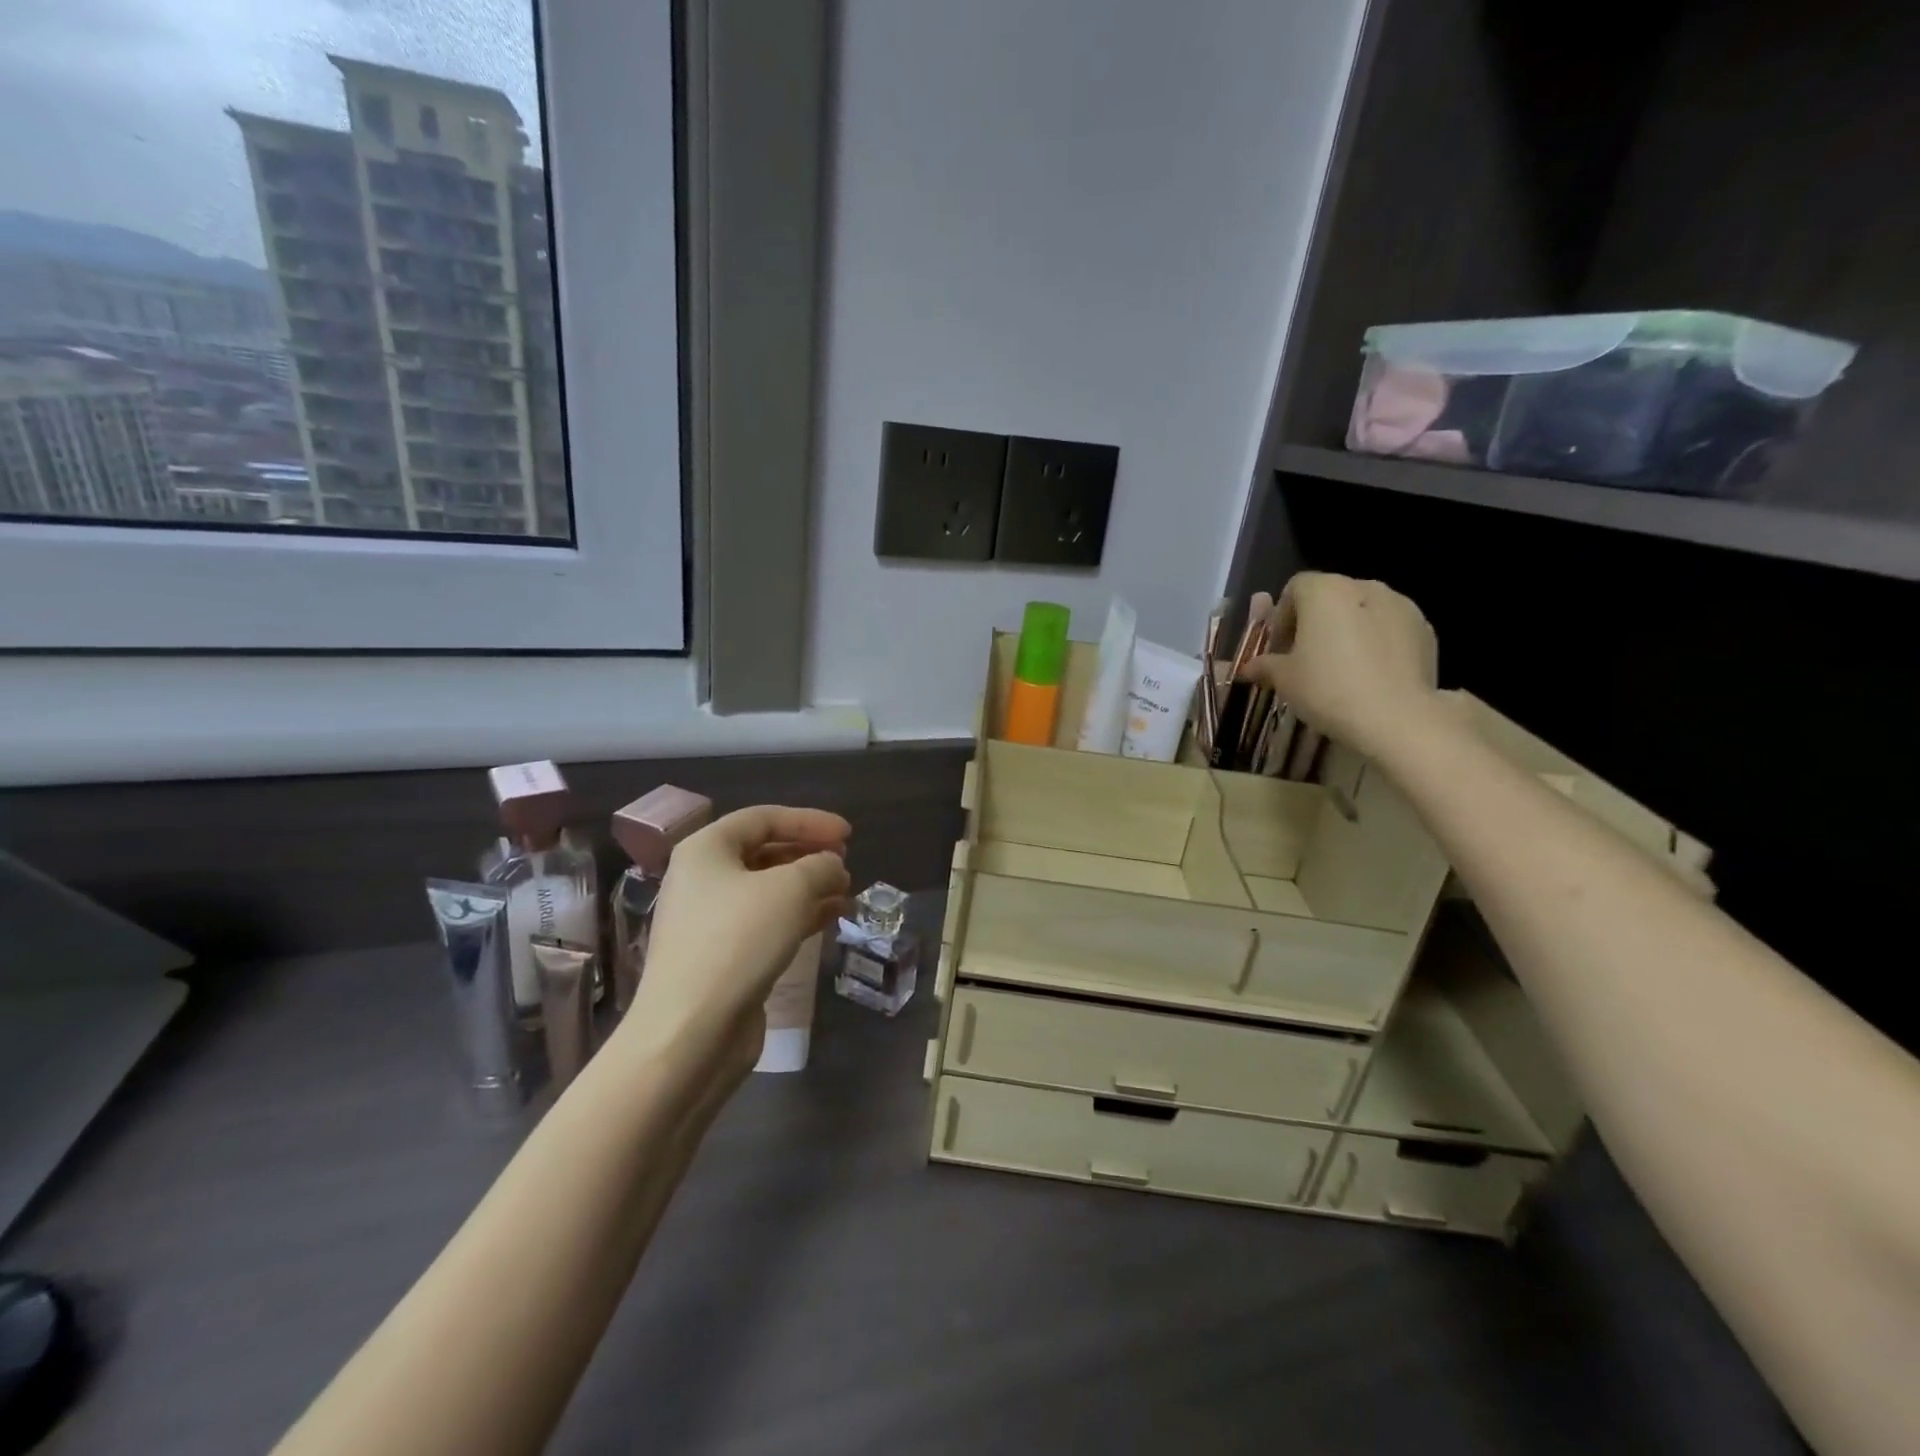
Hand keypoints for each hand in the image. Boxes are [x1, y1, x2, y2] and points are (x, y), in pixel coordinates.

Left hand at [621, 806, 850, 1059]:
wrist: (691, 1032)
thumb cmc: (738, 941)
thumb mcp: (790, 890)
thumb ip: (819, 866)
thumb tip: (833, 865)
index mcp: (705, 850)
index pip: (763, 818)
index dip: (810, 821)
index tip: (848, 834)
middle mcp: (702, 879)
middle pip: (763, 852)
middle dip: (808, 854)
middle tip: (845, 861)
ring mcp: (709, 921)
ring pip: (767, 890)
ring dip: (809, 886)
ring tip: (846, 891)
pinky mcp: (722, 957)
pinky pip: (766, 922)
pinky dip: (799, 915)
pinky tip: (830, 917)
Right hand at [1240, 572, 1442, 758]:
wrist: (1397, 717)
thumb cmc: (1328, 688)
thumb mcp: (1284, 680)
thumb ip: (1265, 666)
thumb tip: (1249, 668)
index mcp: (1325, 591)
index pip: (1294, 588)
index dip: (1282, 616)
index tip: (1280, 648)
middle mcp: (1364, 586)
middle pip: (1330, 596)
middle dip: (1315, 622)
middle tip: (1306, 658)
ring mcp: (1400, 605)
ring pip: (1363, 610)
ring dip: (1348, 629)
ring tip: (1342, 667)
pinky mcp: (1425, 628)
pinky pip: (1390, 627)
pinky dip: (1377, 642)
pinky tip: (1371, 674)